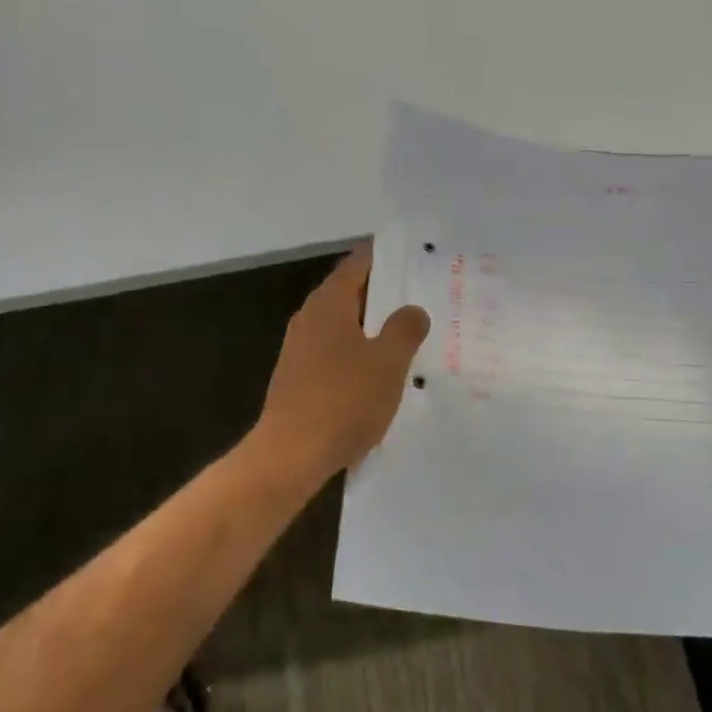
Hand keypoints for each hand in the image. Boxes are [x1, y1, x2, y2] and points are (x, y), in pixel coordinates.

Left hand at [253, 248, 430, 480]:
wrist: (290, 455)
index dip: (384, 257)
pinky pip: (335, 353)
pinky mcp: (298, 378)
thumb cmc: (343, 400)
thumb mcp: (388, 362)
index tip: (412, 256)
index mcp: (329, 304)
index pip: (357, 265)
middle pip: (349, 294)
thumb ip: (405, 329)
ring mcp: (300, 349)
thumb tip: (413, 310)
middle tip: (421, 295)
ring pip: (342, 326)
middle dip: (383, 294)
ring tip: (408, 334)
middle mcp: (310, 318)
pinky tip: (380, 373)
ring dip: (372, 327)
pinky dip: (358, 353)